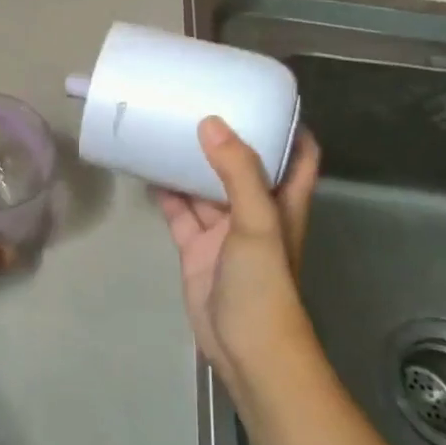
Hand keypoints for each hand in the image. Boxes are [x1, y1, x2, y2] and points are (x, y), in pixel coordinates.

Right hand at [154, 119, 321, 394]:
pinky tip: (147, 170)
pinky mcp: (196, 248)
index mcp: (283, 201)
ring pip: (206, 187)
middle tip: (199, 102)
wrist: (246, 348)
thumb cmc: (264, 284)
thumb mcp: (257, 222)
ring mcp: (224, 231)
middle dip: (226, 137)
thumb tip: (211, 123)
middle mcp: (255, 211)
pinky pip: (180, 212)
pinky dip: (166, 192)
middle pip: (244, 165)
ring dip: (190, 162)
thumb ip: (236, 172)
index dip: (289, 126)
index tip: (264, 96)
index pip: (297, 155)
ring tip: (166, 128)